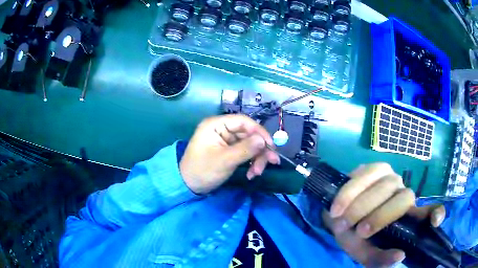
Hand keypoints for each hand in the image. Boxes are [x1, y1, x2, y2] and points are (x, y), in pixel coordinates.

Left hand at [180, 114, 279, 193]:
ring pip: (249, 144)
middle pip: (249, 134)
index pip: (243, 121)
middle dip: (260, 150)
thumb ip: (245, 149)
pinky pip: (245, 152)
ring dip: (257, 158)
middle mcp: (222, 129)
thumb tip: (264, 140)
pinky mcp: (228, 150)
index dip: (259, 132)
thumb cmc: (203, 171)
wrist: (189, 186)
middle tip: (272, 163)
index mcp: (216, 125)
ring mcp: (225, 140)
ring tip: (256, 173)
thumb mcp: (225, 160)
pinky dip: (250, 162)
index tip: (271, 146)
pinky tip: (251, 174)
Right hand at [321, 163, 445, 266]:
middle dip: (381, 217)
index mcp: (406, 217)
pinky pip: (366, 174)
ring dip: (363, 205)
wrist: (337, 216)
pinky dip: (350, 192)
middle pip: (404, 198)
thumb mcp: (365, 253)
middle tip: (359, 232)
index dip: (435, 213)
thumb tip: (400, 256)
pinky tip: (338, 207)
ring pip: (386, 185)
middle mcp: (404, 194)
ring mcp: (390, 178)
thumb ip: (379, 258)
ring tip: (343, 221)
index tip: (435, 221)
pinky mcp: (374, 168)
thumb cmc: (355, 236)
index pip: (429, 212)